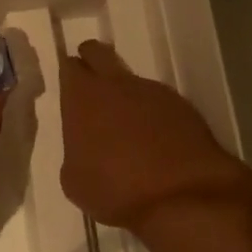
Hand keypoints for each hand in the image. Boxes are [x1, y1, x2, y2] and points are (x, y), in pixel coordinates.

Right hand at [60, 40, 251, 235]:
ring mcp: (153, 91)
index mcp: (82, 97)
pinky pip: (159, 102)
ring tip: (129, 129)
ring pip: (132, 81)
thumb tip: (86, 148)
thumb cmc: (116, 190)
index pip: (69, 67)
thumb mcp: (75, 180)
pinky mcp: (183, 106)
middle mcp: (116, 84)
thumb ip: (75, 152)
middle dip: (92, 61)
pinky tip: (157, 142)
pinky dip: (154, 115)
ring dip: (127, 96)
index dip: (69, 75)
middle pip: (99, 53)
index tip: (70, 89)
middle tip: (91, 85)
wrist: (182, 198)